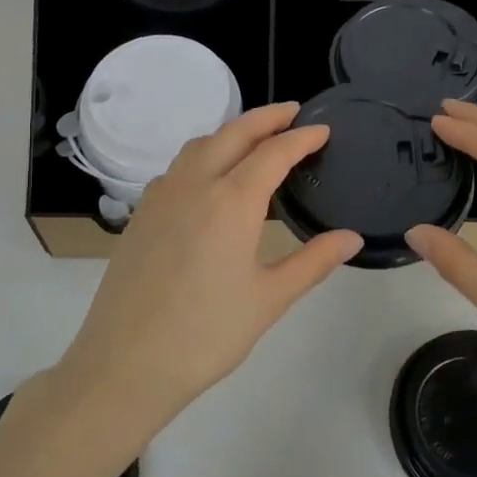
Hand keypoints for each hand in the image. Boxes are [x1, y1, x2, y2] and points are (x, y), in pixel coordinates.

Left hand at [54, 102, 361, 439]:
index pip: (273, 152)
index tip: (323, 129)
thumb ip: (313, 262)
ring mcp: (161, 196)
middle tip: (293, 113)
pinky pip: (177, 168)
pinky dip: (203, 155)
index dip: (302, 137)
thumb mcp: (269, 299)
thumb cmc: (206, 334)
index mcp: (231, 201)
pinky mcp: (141, 213)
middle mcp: (194, 185)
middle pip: (233, 133)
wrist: (125, 363)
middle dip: (266, 118)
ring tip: (255, 140)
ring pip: (200, 145)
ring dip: (231, 132)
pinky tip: (211, 179)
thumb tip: (351, 238)